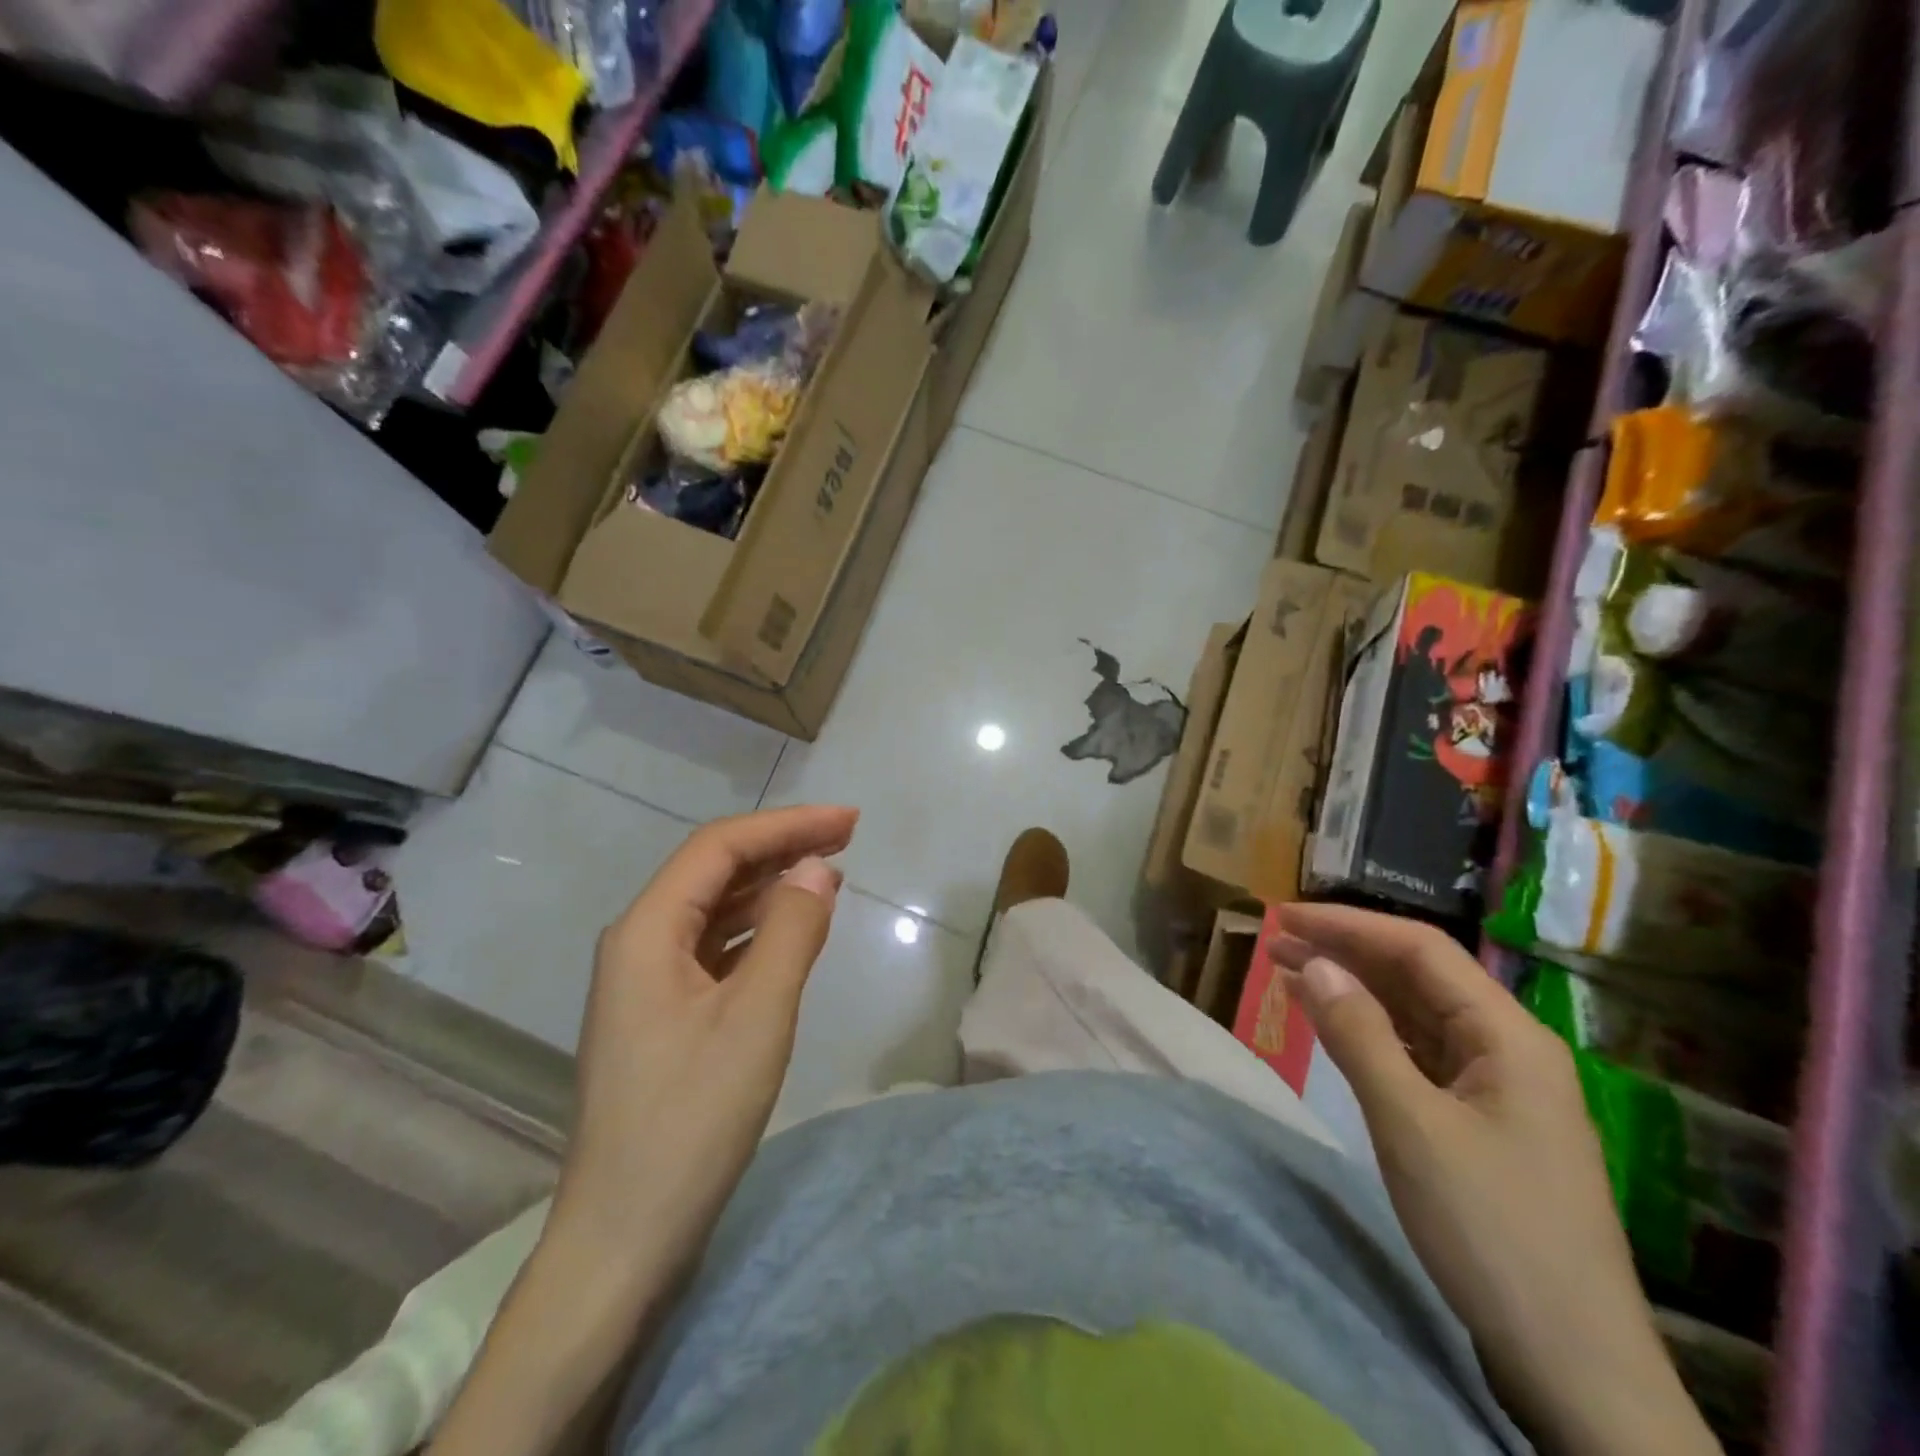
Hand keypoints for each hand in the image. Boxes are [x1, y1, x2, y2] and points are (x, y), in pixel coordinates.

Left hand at [553, 805, 857, 1273]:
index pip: (719, 847)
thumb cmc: (691, 1122)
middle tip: (847, 837)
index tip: (849, 822)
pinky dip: (758, 929)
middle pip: (714, 870)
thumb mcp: (756, 1018)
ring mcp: (646, 980)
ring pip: (715, 908)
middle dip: (781, 847)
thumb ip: (791, 932)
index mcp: (646, 932)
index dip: (787, 825)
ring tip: (830, 875)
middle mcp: (638, 943)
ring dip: (771, 885)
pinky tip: (792, 931)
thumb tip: (816, 867)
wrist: (624, 1237)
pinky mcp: (662, 1013)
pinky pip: (714, 947)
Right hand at [1269, 904, 1718, 1455]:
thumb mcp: (1410, 1124)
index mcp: (1507, 1036)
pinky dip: (1367, 1032)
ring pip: (1414, 1014)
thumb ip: (1359, 1034)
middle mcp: (1507, 1048)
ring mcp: (1496, 1087)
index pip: (1420, 949)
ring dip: (1352, 989)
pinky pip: (1415, 1054)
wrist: (1572, 1366)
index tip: (1284, 916)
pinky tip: (1328, 1025)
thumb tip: (1313, 962)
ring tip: (1287, 971)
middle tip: (1274, 941)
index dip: (1348, 925)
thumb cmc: (1491, 1231)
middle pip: (1417, 977)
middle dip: (1345, 952)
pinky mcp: (1479, 1122)